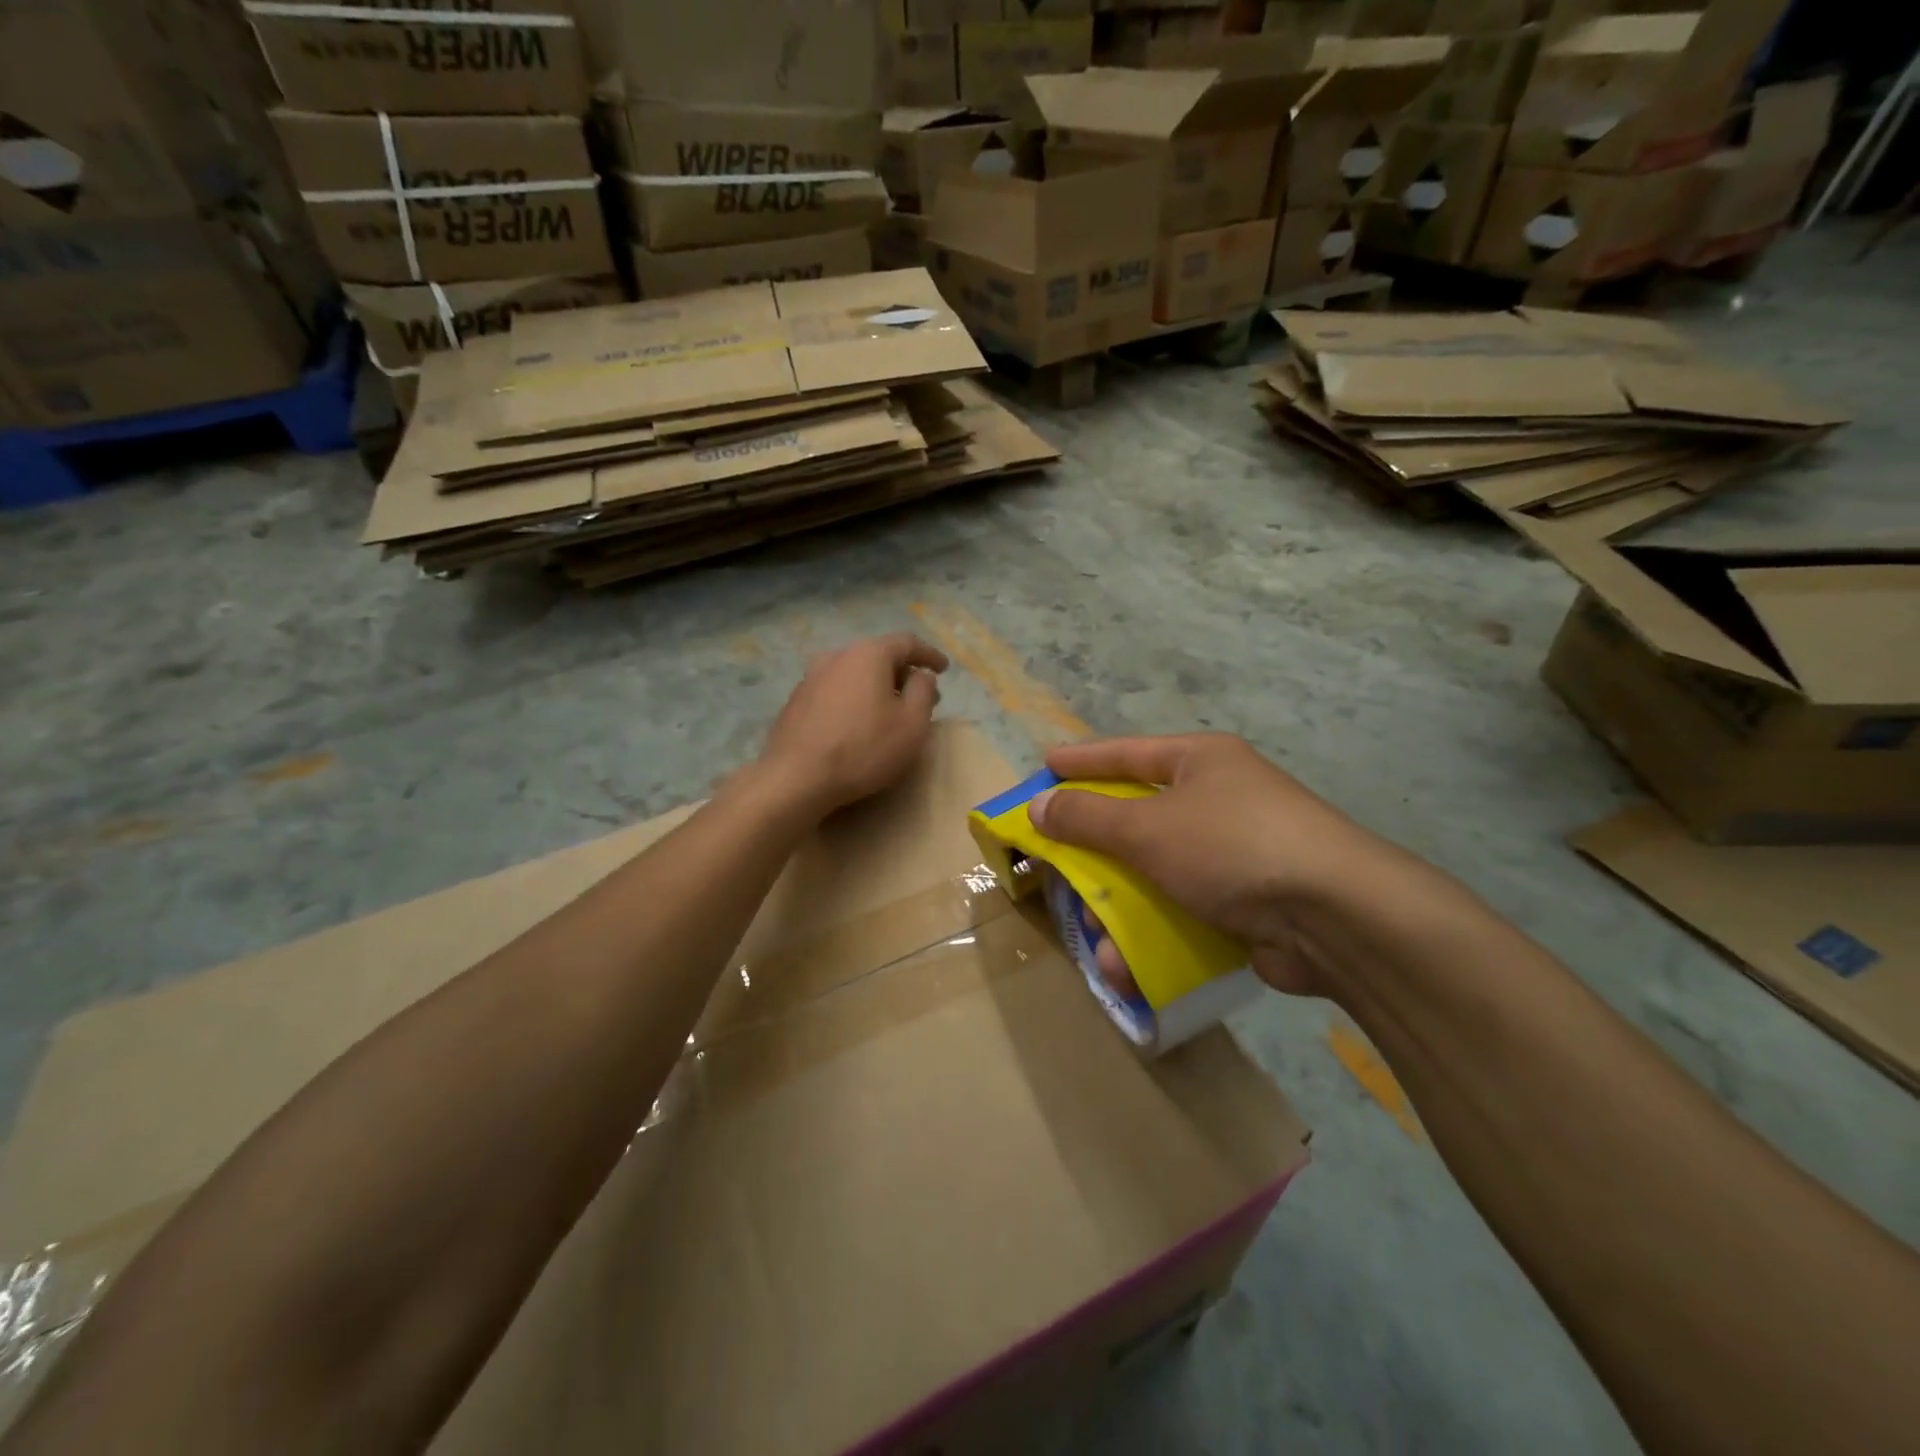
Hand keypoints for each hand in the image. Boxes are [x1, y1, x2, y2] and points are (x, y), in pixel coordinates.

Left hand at [757, 633, 948, 816]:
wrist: (796, 778)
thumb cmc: (864, 748)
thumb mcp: (912, 723)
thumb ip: (923, 692)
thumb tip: (921, 675)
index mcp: (868, 654)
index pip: (907, 643)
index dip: (929, 655)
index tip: (944, 669)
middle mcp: (837, 656)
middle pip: (878, 656)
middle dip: (903, 674)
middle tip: (922, 696)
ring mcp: (811, 677)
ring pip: (854, 674)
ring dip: (876, 687)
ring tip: (890, 711)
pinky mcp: (796, 701)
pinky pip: (835, 692)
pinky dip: (854, 700)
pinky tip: (859, 723)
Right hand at [1030, 734, 1403, 996]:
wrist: (1335, 917)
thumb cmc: (1231, 847)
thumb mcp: (1147, 828)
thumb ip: (1088, 818)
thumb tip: (1039, 806)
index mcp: (1199, 762)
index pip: (1126, 753)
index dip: (1082, 761)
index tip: (1044, 766)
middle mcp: (1216, 800)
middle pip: (1136, 819)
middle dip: (1093, 851)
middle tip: (1054, 864)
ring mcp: (1232, 854)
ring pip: (1153, 875)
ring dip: (1118, 909)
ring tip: (1094, 939)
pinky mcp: (1243, 904)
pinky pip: (1179, 910)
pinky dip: (1152, 934)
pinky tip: (1127, 965)